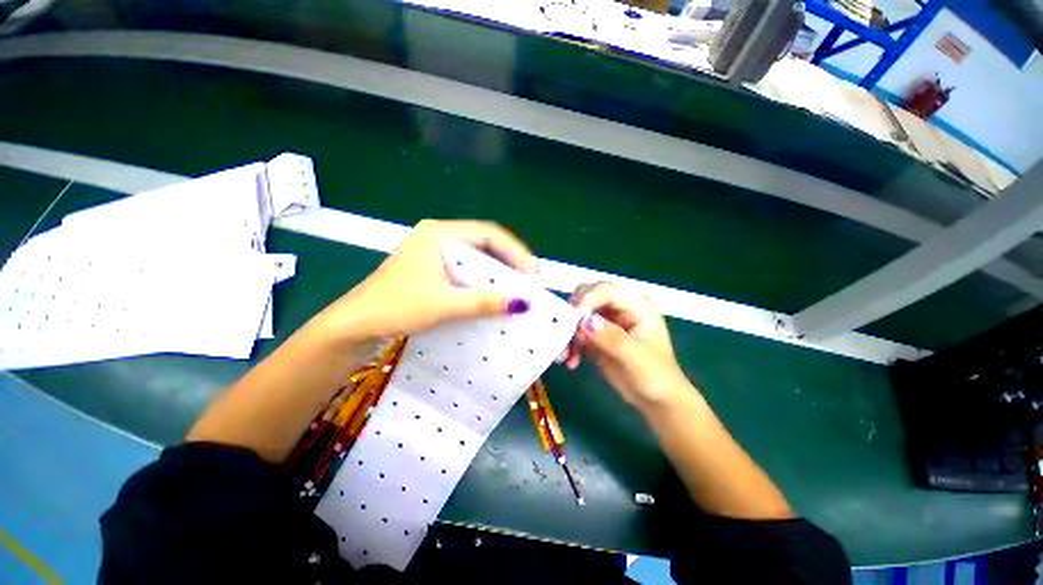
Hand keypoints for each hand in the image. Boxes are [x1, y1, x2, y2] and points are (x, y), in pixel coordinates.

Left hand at [314, 220, 533, 342]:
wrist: (354, 325)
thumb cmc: (395, 307)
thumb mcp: (443, 304)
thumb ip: (483, 301)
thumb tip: (523, 303)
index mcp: (438, 233)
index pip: (488, 233)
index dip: (514, 251)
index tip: (531, 273)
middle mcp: (438, 235)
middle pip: (484, 242)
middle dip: (508, 261)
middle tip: (528, 281)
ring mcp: (434, 251)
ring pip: (476, 256)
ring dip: (497, 272)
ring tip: (516, 287)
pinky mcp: (432, 267)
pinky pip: (466, 268)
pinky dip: (482, 280)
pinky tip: (493, 292)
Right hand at [565, 282, 689, 409]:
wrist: (655, 401)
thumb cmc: (656, 377)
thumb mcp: (637, 359)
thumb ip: (612, 338)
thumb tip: (585, 321)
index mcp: (636, 306)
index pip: (608, 291)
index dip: (588, 299)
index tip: (573, 316)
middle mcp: (618, 308)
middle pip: (588, 296)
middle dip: (573, 313)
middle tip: (563, 331)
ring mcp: (605, 322)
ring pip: (577, 315)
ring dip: (568, 332)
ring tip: (564, 355)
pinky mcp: (594, 336)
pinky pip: (575, 333)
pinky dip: (569, 345)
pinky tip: (571, 361)